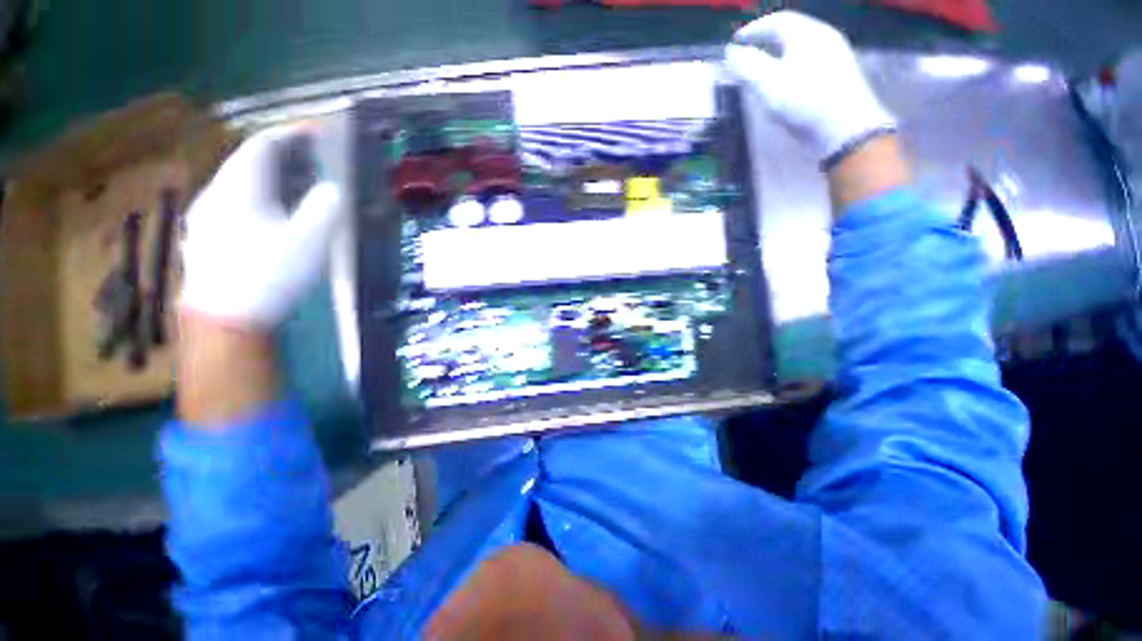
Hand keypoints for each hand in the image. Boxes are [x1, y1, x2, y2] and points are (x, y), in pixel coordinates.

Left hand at [180, 125, 342, 328]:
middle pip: (248, 162)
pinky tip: (272, 216)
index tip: (316, 134)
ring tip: (297, 187)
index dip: (291, 135)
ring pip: (241, 184)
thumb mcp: (310, 239)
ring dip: (271, 179)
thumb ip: (325, 207)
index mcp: (239, 187)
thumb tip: (334, 188)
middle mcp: (216, 194)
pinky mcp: (208, 239)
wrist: (226, 320)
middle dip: (282, 157)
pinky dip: (259, 199)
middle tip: (313, 162)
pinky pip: (235, 205)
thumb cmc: (270, 274)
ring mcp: (207, 217)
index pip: (263, 145)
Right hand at [724, 11, 895, 164]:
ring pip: (802, 47)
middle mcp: (823, 37)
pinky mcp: (839, 76)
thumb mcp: (767, 83)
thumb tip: (731, 52)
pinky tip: (787, 82)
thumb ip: (747, 65)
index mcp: (806, 34)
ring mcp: (835, 56)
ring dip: (781, 54)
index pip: (777, 21)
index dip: (753, 29)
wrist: (845, 127)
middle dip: (768, 39)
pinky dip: (793, 66)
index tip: (736, 41)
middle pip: (792, 31)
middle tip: (750, 52)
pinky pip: (810, 62)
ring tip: (765, 68)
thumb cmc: (803, 100)